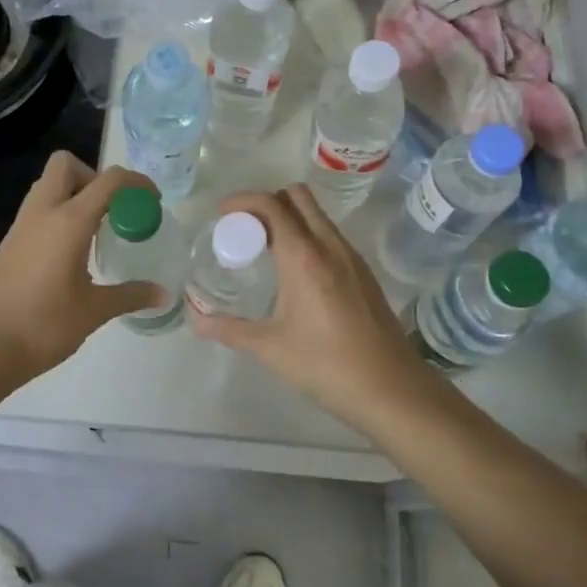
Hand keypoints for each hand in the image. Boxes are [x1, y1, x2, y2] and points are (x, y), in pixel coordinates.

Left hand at [0, 152, 165, 392]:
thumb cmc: (43, 326)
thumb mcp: (93, 311)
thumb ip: (130, 295)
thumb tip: (162, 293)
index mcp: (69, 222)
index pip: (108, 181)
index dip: (135, 182)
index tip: (151, 201)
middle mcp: (43, 213)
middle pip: (65, 165)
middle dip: (93, 177)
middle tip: (111, 210)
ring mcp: (21, 226)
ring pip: (47, 186)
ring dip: (73, 194)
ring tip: (94, 232)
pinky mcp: (8, 243)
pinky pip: (37, 211)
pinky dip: (57, 215)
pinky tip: (70, 253)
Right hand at [189, 184, 438, 430]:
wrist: (391, 389)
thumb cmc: (326, 365)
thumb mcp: (270, 347)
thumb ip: (229, 329)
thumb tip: (194, 320)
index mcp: (304, 255)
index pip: (270, 205)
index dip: (242, 201)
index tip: (221, 215)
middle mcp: (329, 245)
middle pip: (297, 197)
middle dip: (266, 202)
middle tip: (244, 229)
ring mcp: (351, 257)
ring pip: (317, 215)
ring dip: (289, 217)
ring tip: (265, 248)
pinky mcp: (363, 273)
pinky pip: (330, 236)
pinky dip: (308, 235)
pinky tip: (295, 272)